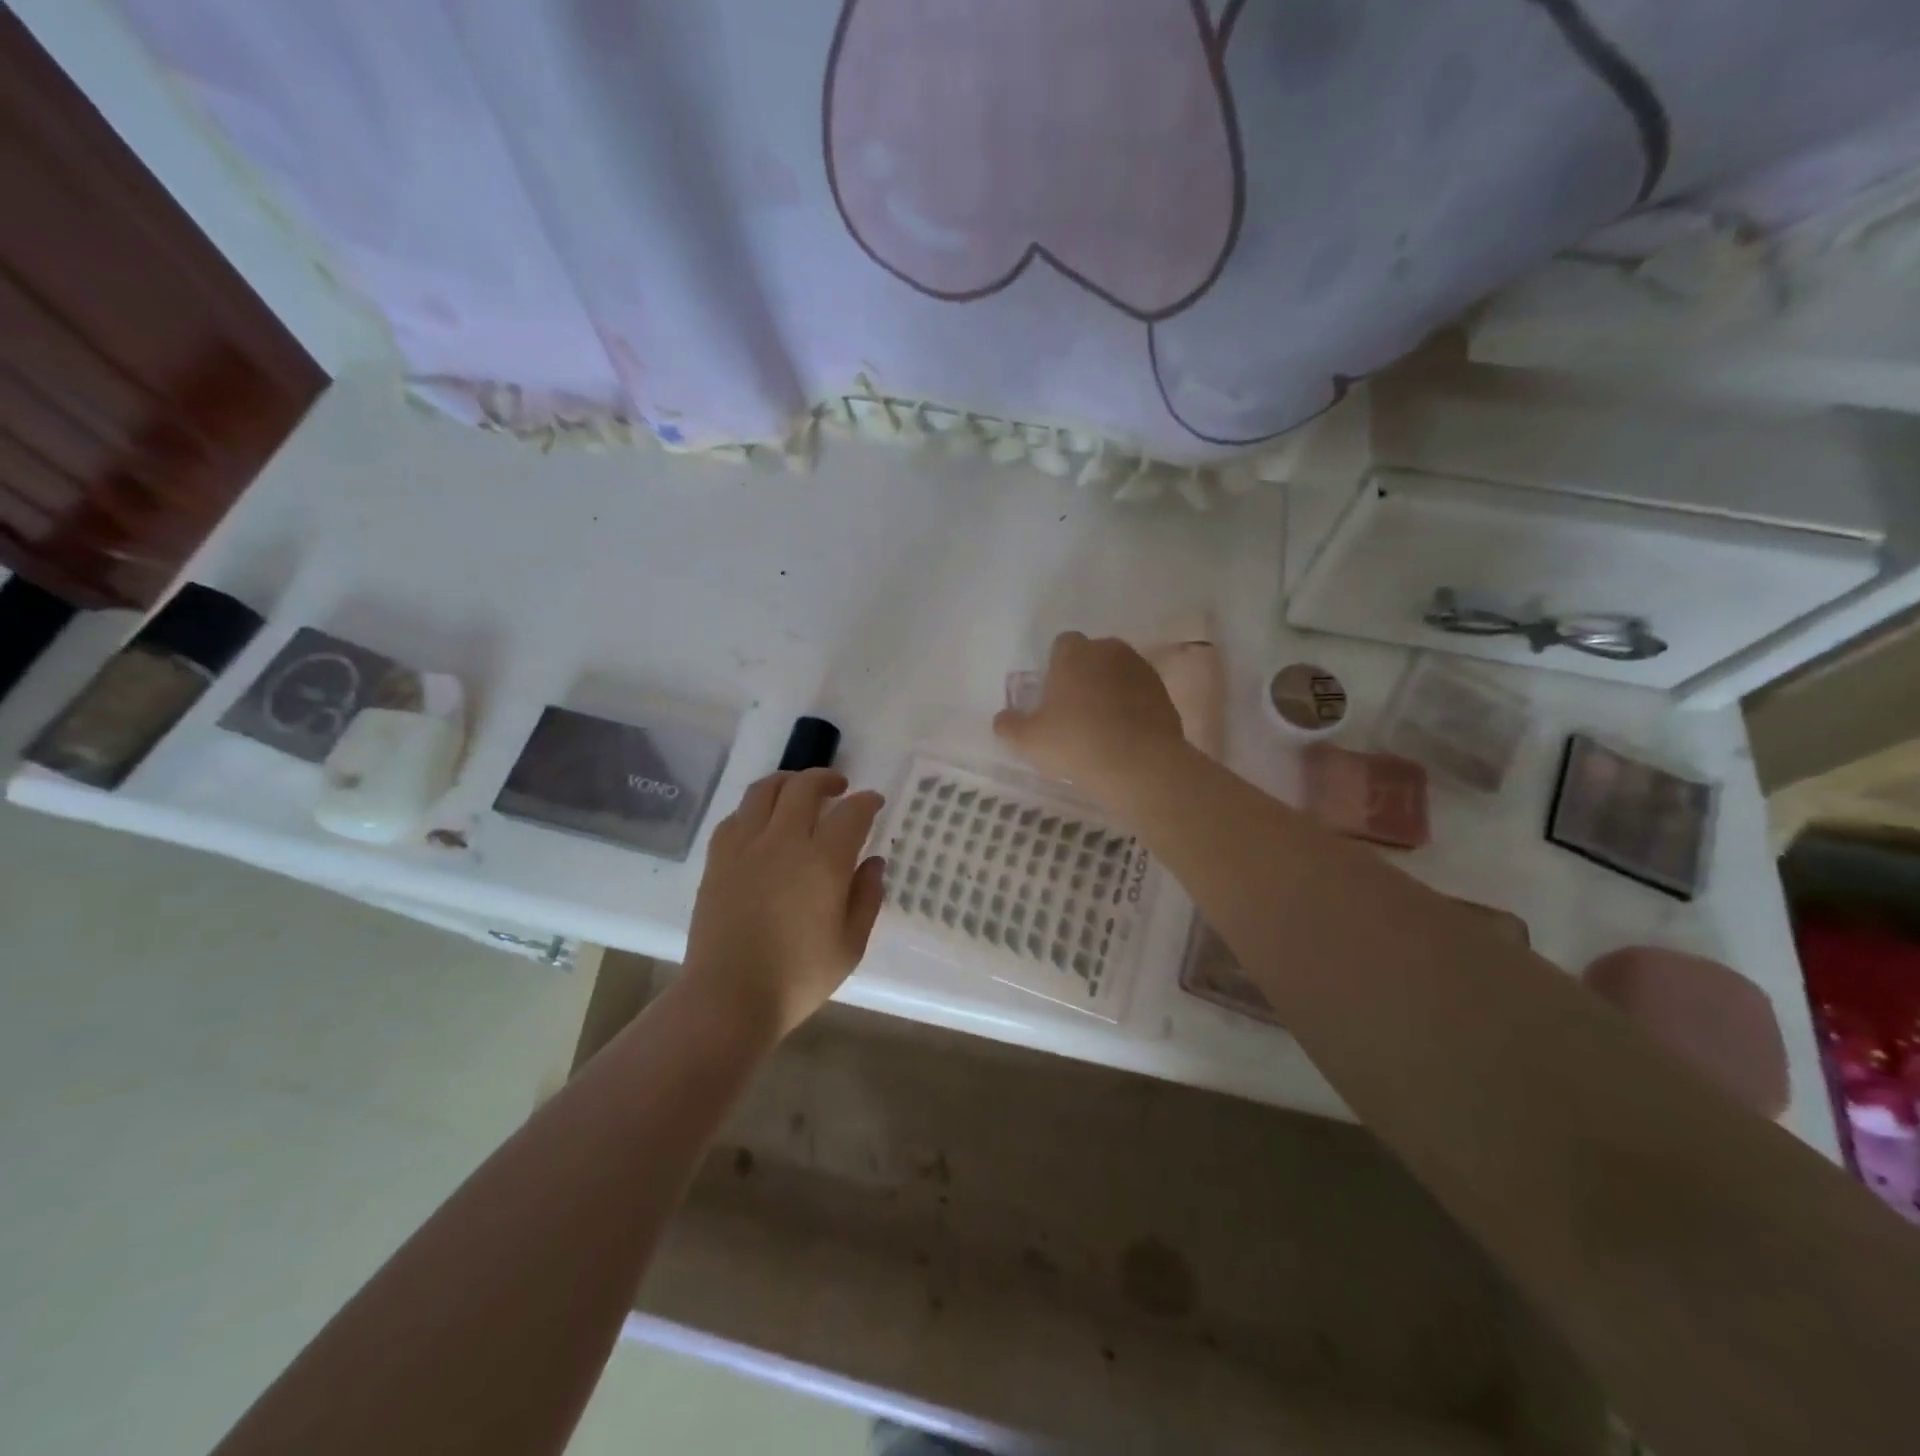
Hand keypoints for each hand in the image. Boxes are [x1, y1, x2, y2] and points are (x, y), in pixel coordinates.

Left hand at [683, 769, 886, 1039]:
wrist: (728, 998)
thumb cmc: (797, 978)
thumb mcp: (850, 945)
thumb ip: (867, 897)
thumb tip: (872, 862)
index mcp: (823, 862)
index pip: (851, 813)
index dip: (867, 801)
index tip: (874, 802)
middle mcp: (784, 841)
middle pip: (804, 787)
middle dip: (827, 779)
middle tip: (840, 787)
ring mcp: (745, 847)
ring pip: (765, 791)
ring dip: (788, 782)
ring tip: (799, 791)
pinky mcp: (718, 860)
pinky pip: (736, 816)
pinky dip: (755, 808)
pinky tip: (762, 822)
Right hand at [993, 632, 1188, 806]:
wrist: (1139, 765)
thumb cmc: (1075, 743)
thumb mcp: (1028, 741)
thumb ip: (1010, 726)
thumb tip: (1002, 719)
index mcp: (1075, 653)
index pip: (1062, 644)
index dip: (1055, 666)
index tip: (1052, 694)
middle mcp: (1110, 651)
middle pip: (1093, 655)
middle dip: (1085, 675)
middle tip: (1074, 710)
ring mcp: (1142, 670)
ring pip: (1119, 673)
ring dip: (1111, 690)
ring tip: (1101, 725)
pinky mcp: (1165, 694)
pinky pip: (1141, 694)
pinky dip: (1133, 708)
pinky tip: (1125, 735)